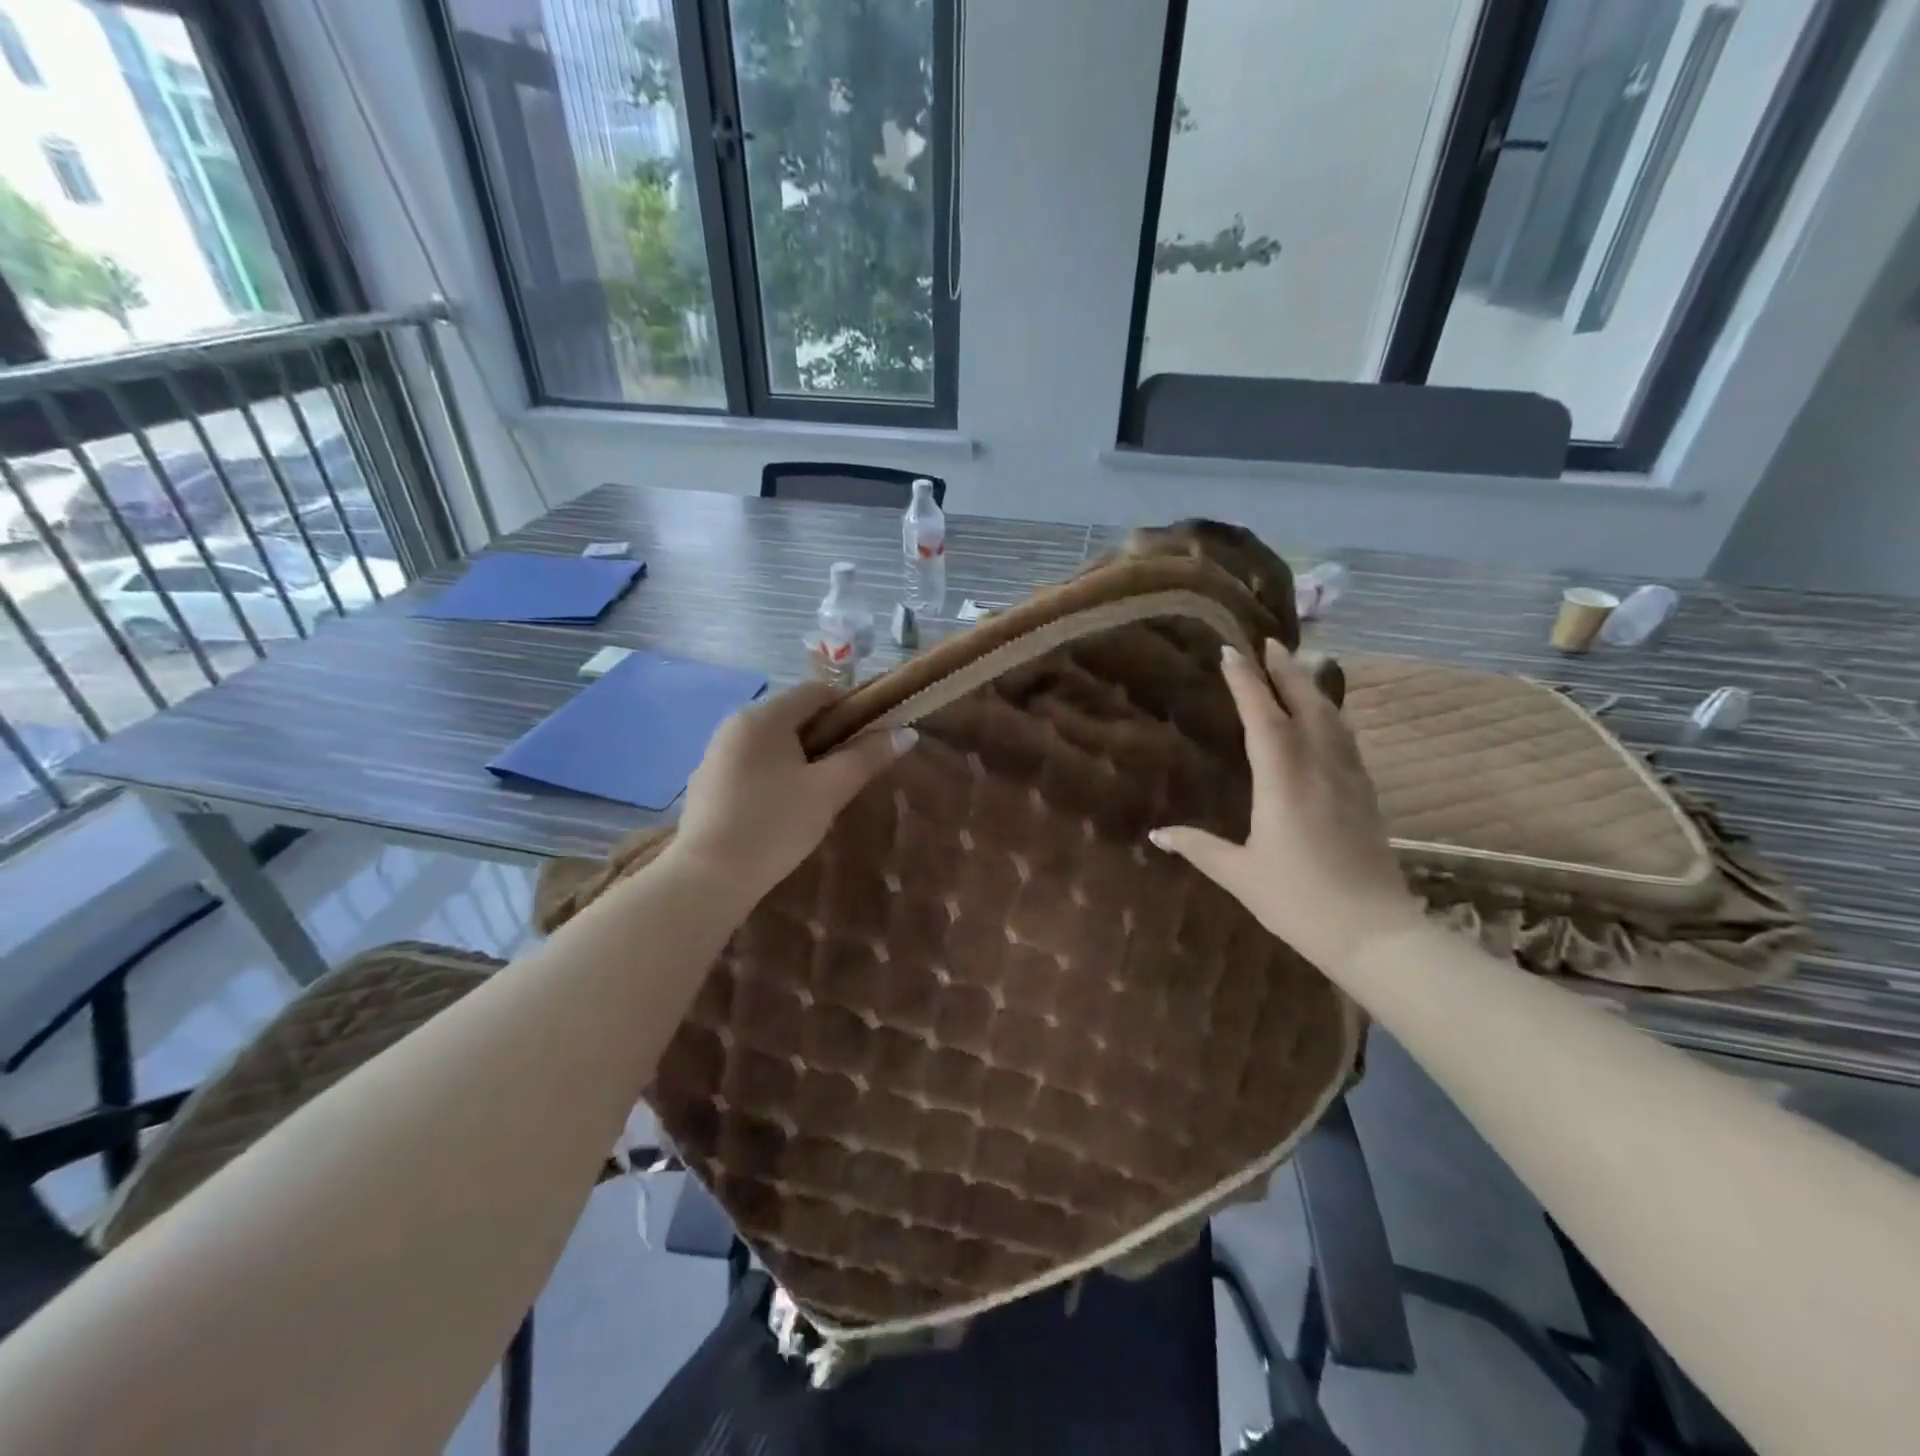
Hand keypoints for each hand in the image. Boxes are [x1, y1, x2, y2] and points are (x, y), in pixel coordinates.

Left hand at [672, 681, 916, 901]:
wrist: (708, 877)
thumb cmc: (775, 825)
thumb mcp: (829, 790)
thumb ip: (867, 757)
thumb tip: (907, 733)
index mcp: (764, 716)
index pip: (817, 691)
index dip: (851, 706)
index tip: (873, 735)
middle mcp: (735, 723)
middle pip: (794, 715)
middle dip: (828, 735)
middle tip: (851, 769)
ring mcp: (716, 752)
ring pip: (773, 741)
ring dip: (802, 756)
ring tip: (821, 791)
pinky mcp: (708, 781)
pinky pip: (752, 762)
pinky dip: (776, 772)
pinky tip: (784, 807)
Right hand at [1151, 640, 1423, 972]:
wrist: (1374, 933)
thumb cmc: (1298, 900)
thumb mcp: (1239, 874)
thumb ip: (1198, 847)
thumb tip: (1157, 833)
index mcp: (1283, 780)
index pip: (1263, 717)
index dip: (1245, 682)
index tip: (1231, 652)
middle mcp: (1319, 768)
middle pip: (1306, 704)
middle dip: (1286, 670)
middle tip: (1270, 643)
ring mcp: (1349, 779)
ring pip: (1332, 718)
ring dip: (1312, 687)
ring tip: (1297, 669)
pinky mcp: (1366, 796)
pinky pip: (1346, 740)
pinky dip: (1330, 716)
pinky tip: (1325, 720)